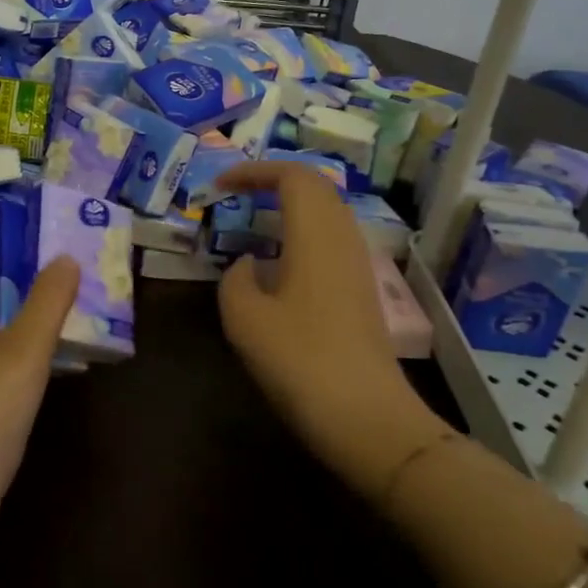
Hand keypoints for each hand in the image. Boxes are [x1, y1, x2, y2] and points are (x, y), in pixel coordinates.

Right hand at [214, 163, 435, 495]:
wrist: (366, 416)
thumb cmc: (300, 360)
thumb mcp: (244, 318)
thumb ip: (236, 279)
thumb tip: (249, 265)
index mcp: (315, 233)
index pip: (292, 175)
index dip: (255, 171)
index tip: (221, 185)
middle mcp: (343, 238)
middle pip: (316, 187)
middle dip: (275, 181)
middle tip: (237, 194)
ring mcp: (358, 264)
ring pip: (328, 212)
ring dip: (291, 207)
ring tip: (254, 222)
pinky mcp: (363, 289)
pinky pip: (332, 239)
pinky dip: (303, 233)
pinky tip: (280, 264)